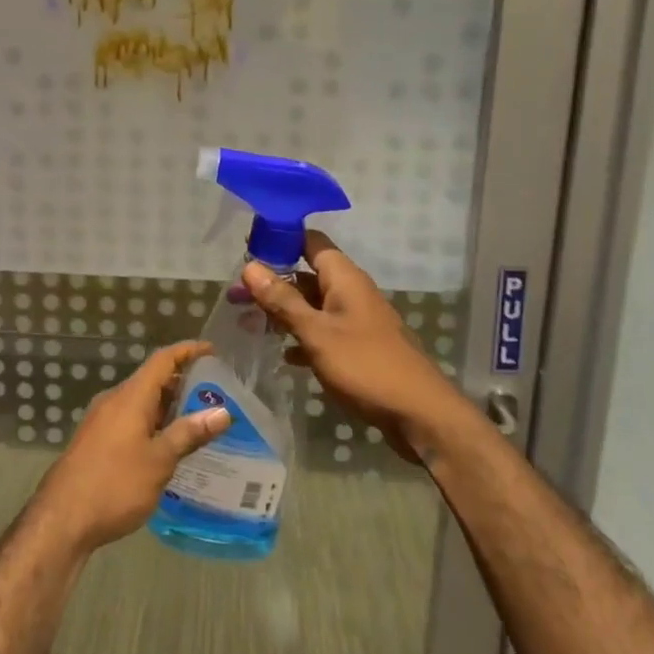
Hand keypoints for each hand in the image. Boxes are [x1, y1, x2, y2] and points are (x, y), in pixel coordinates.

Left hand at [29, 340, 229, 552]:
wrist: (61, 519)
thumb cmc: (115, 485)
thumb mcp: (159, 460)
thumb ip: (189, 433)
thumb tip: (222, 412)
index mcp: (130, 397)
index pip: (162, 360)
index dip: (188, 351)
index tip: (212, 351)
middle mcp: (114, 401)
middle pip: (151, 380)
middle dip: (182, 383)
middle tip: (215, 394)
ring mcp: (101, 421)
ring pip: (140, 402)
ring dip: (168, 407)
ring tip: (199, 420)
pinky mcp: (96, 441)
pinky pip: (130, 420)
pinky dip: (153, 423)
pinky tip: (168, 446)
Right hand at [239, 231, 461, 461]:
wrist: (418, 414)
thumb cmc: (365, 366)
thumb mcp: (316, 332)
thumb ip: (283, 300)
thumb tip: (250, 267)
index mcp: (344, 278)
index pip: (309, 241)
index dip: (279, 239)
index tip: (246, 248)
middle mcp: (351, 292)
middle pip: (306, 274)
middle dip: (272, 282)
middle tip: (235, 295)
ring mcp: (356, 320)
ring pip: (312, 305)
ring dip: (283, 311)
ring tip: (247, 322)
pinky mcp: (358, 347)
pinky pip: (323, 331)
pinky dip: (301, 337)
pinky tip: (282, 355)